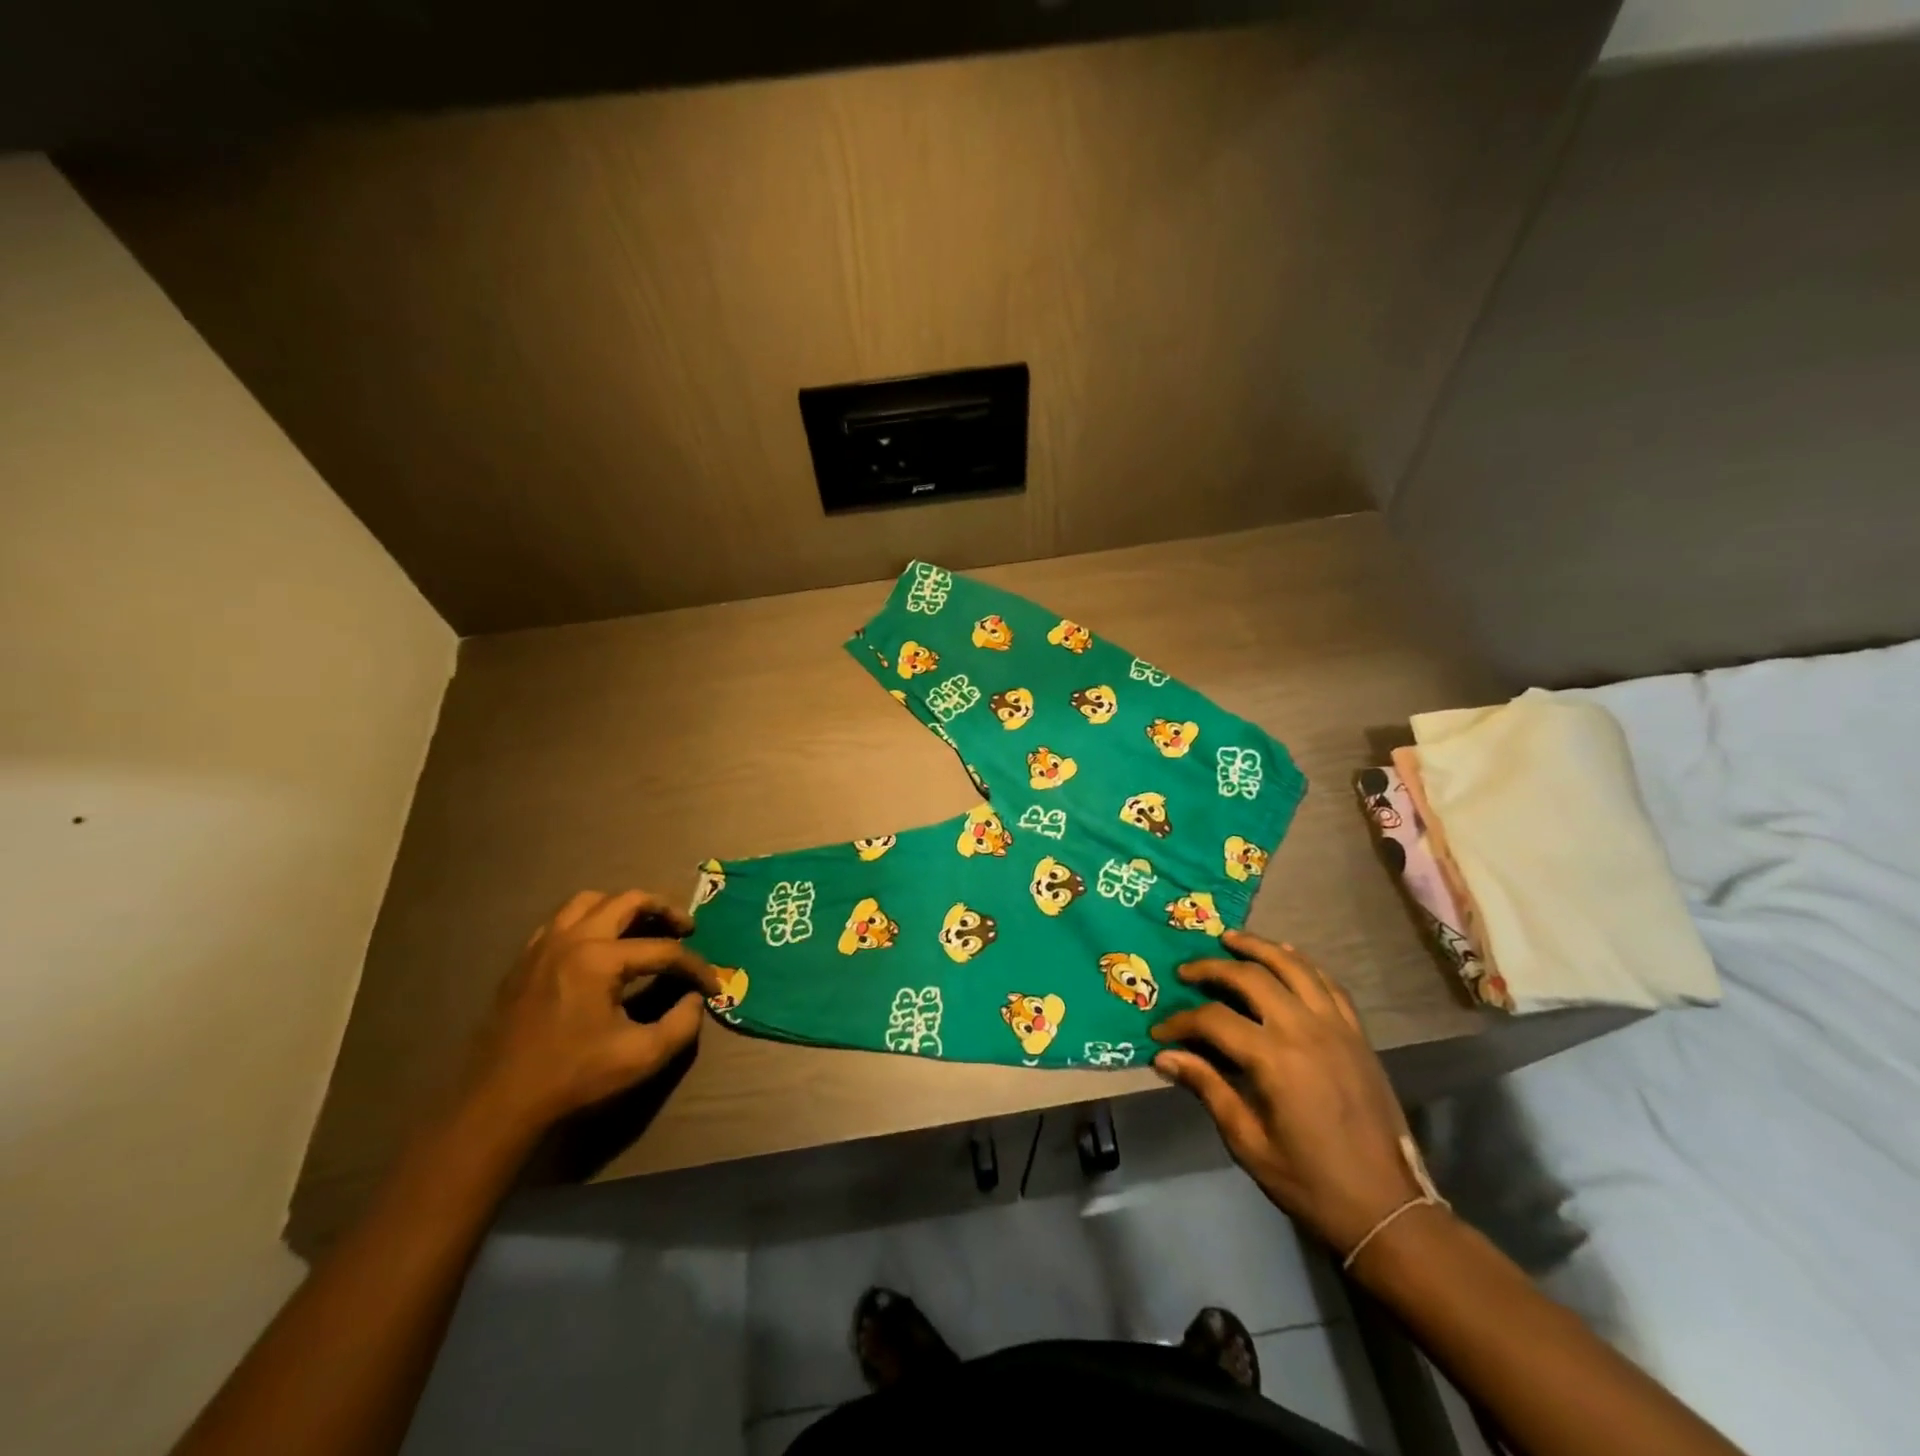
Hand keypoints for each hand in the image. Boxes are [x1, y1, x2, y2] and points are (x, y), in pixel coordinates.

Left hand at [463, 889, 718, 1136]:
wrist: (499, 1103)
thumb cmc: (572, 1077)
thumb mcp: (640, 1057)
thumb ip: (681, 1024)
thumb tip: (696, 999)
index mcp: (599, 959)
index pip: (663, 950)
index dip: (695, 966)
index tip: (713, 984)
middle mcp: (571, 939)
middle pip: (628, 901)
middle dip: (664, 910)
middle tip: (686, 928)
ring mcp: (543, 945)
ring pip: (590, 901)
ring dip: (623, 907)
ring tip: (642, 926)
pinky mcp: (525, 959)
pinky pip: (561, 920)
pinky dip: (588, 920)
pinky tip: (599, 944)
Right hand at [1151, 931, 1422, 1252]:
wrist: (1387, 1208)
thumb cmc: (1310, 1182)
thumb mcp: (1248, 1142)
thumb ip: (1207, 1088)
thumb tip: (1164, 1056)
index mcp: (1274, 1060)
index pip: (1214, 1019)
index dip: (1181, 1021)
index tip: (1160, 1031)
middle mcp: (1304, 1030)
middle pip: (1250, 977)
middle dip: (1212, 968)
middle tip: (1187, 971)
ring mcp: (1336, 1028)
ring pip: (1293, 966)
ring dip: (1258, 947)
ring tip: (1231, 938)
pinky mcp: (1357, 1034)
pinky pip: (1328, 984)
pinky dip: (1303, 964)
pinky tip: (1286, 956)